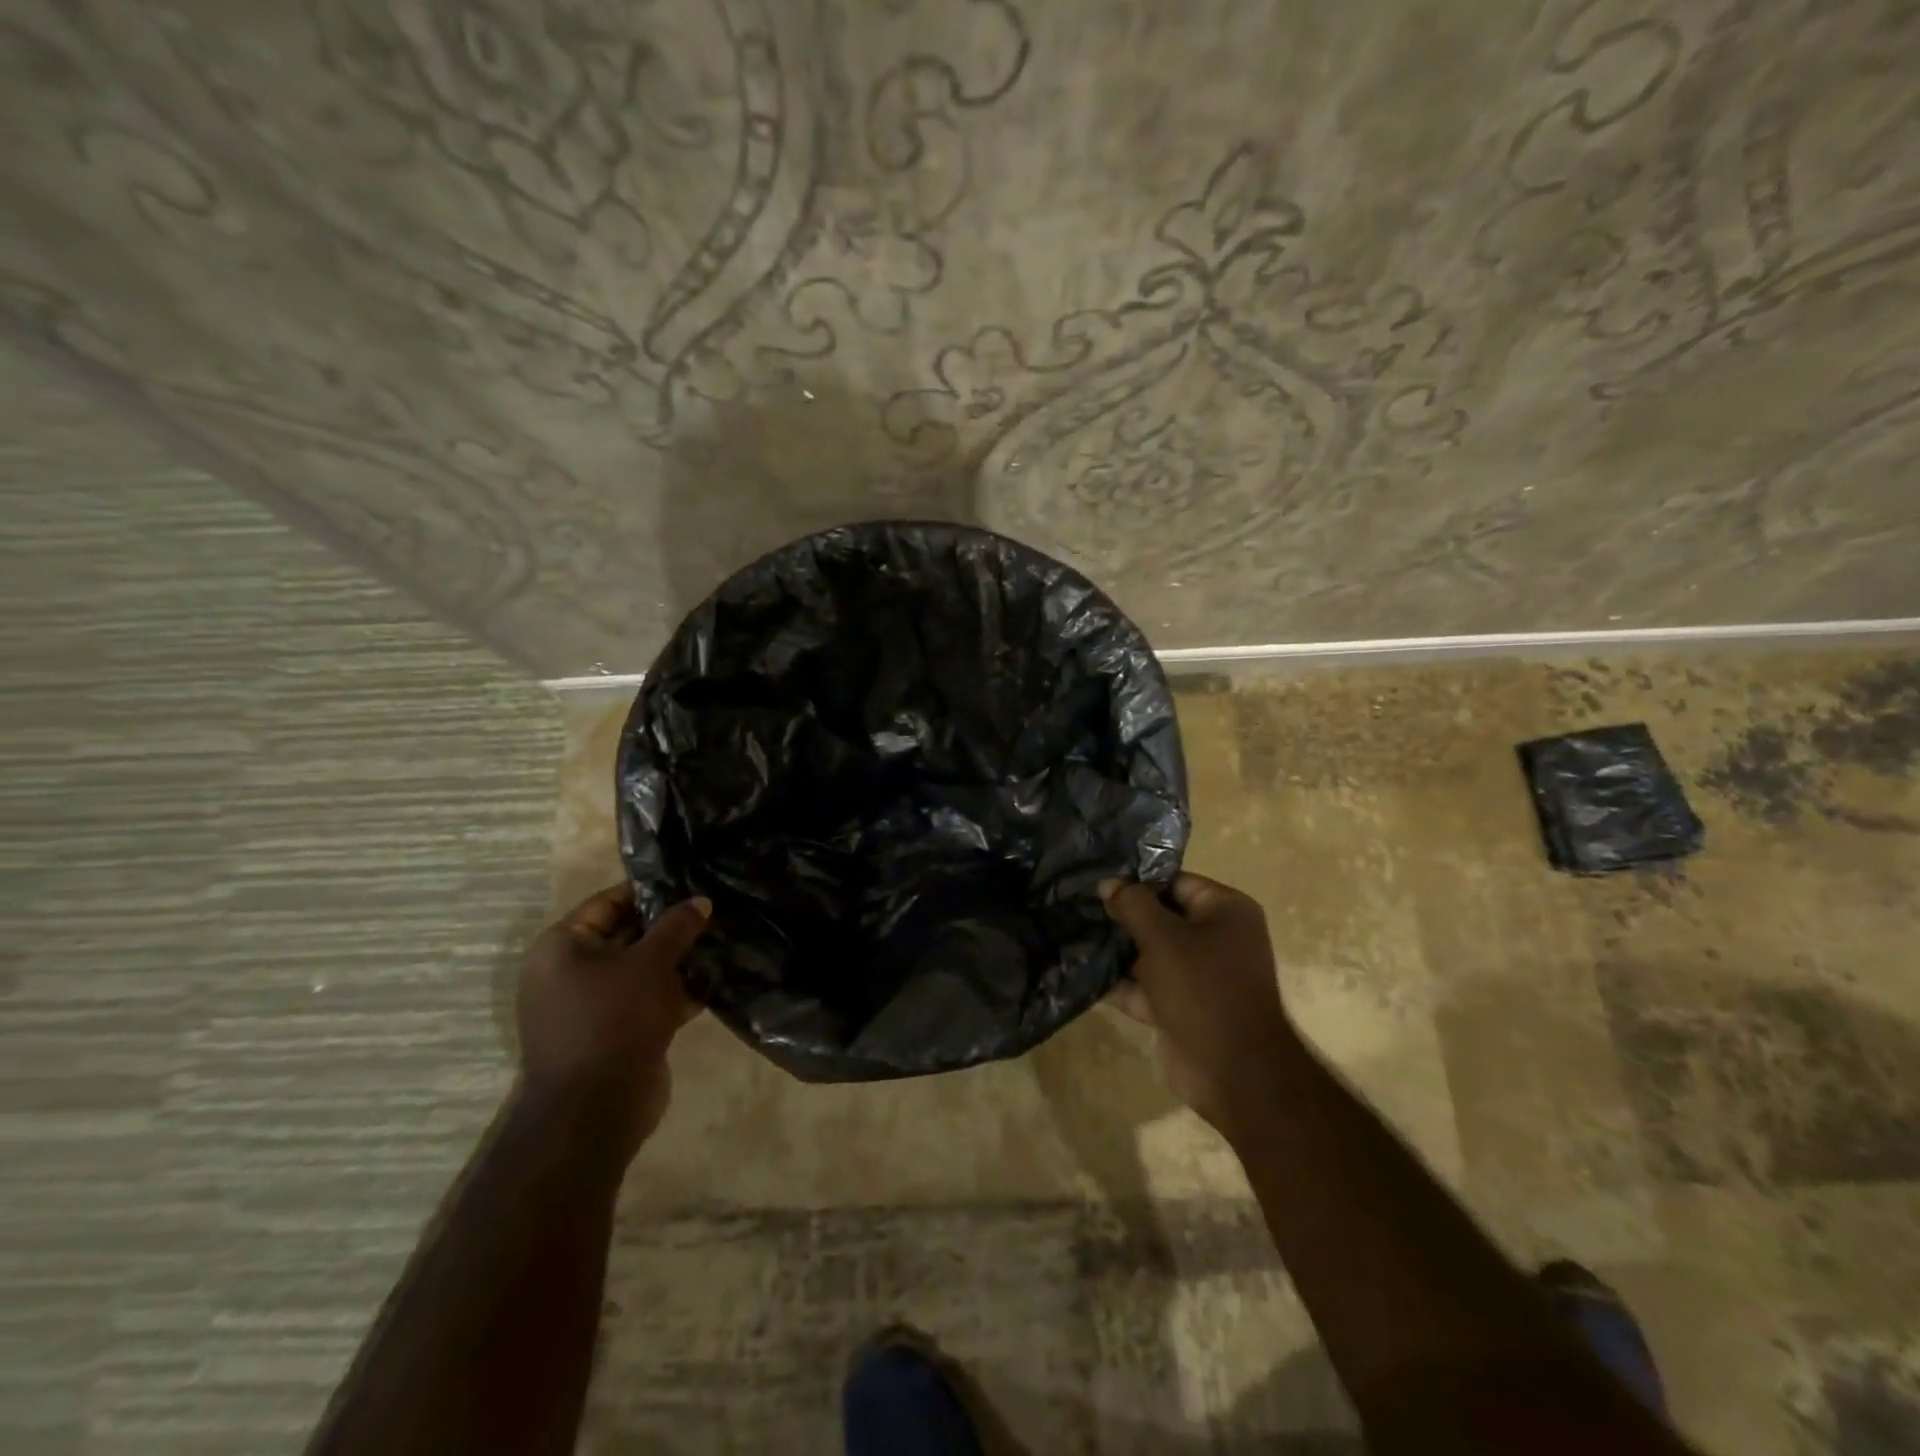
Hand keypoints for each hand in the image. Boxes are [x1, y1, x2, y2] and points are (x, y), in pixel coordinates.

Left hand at [514, 883, 709, 1157]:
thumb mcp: (649, 964)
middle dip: (670, 926)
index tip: (690, 881)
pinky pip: (649, 1000)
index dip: (650, 891)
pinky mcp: (616, 1032)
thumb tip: (700, 900)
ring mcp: (593, 1006)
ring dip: (679, 960)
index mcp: (562, 948)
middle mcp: (570, 973)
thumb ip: (676, 927)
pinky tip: (717, 979)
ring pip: (642, 969)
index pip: (608, 902)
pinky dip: (677, 991)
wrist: (595, 1111)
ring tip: (722, 939)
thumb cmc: (613, 1021)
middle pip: (627, 935)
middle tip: (714, 909)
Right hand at [1100, 873, 1298, 1138]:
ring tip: (1073, 935)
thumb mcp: (1163, 938)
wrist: (1234, 1074)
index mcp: (1225, 911)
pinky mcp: (1182, 1008)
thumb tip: (1108, 883)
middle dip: (1122, 917)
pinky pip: (1147, 987)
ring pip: (1150, 953)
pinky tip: (1081, 973)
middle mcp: (1217, 938)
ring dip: (1117, 951)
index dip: (1136, 881)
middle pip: (1161, 918)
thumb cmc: (1203, 990)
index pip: (1174, 882)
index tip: (1097, 882)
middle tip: (1078, 907)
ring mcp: (1200, 976)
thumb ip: (1133, 905)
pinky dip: (1121, 983)